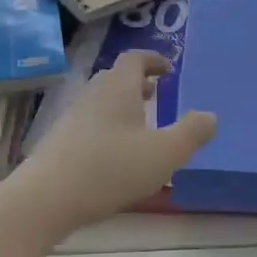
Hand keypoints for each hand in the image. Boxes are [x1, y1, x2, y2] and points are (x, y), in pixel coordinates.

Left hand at [12, 52, 215, 233]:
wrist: (47, 198)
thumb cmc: (111, 169)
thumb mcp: (164, 153)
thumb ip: (191, 133)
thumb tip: (210, 116)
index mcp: (119, 88)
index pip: (135, 59)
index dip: (154, 60)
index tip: (169, 69)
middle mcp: (93, 95)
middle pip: (116, 78)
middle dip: (138, 84)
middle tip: (157, 94)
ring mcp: (72, 118)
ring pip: (102, 102)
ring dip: (123, 107)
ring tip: (141, 126)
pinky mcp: (60, 141)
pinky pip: (91, 124)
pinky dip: (108, 128)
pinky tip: (116, 154)